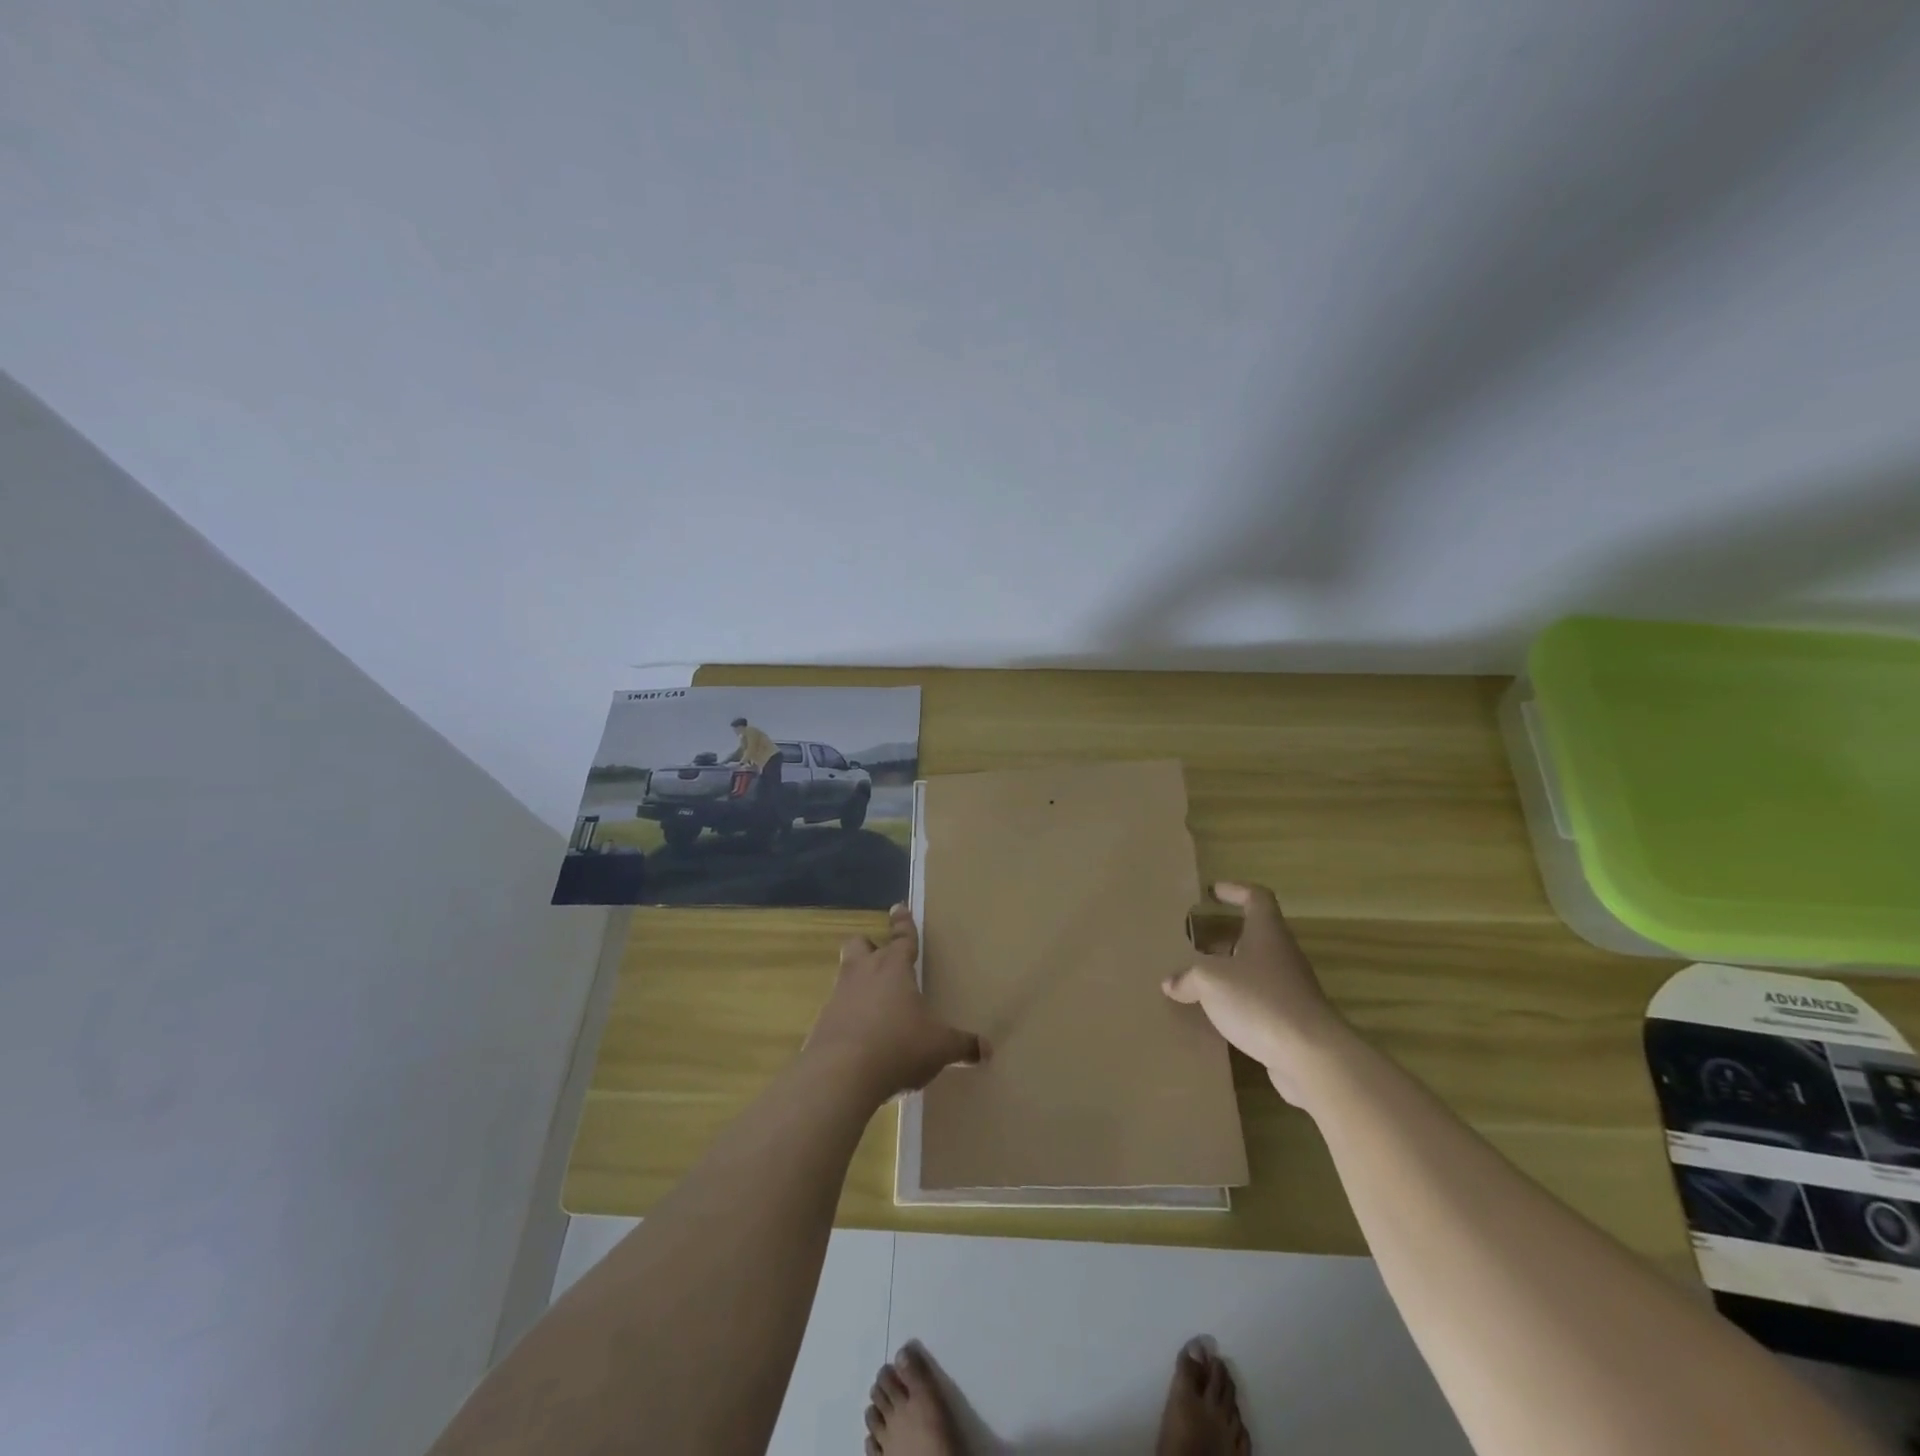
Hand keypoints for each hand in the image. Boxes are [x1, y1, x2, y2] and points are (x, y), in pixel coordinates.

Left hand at [804, 904, 987, 1100]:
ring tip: (873, 1004)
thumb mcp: (939, 1048)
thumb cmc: (897, 1047)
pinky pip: (836, 1012)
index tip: (898, 907)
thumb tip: (986, 1049)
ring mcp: (837, 998)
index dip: (903, 924)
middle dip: (868, 946)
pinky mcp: (820, 1025)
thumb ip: (962, 1045)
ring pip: (845, 976)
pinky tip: (860, 1040)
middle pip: (859, 945)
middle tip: (877, 955)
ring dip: (857, 984)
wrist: (839, 1076)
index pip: (901, 938)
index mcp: (893, 968)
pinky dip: (847, 1019)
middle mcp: (862, 974)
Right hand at [1162, 881, 1353, 1106]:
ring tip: (1197, 981)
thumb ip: (1188, 977)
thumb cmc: (1260, 1001)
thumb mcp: (1210, 981)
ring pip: (1254, 970)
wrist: (1312, 1056)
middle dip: (1224, 937)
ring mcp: (1290, 988)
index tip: (1213, 892)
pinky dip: (1237, 1002)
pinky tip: (1215, 1016)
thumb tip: (1171, 982)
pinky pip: (1259, 1001)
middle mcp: (1281, 954)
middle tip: (1194, 942)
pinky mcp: (1291, 1019)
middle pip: (1254, 935)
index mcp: (1266, 933)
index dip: (1235, 890)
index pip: (1256, 898)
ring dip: (1229, 972)